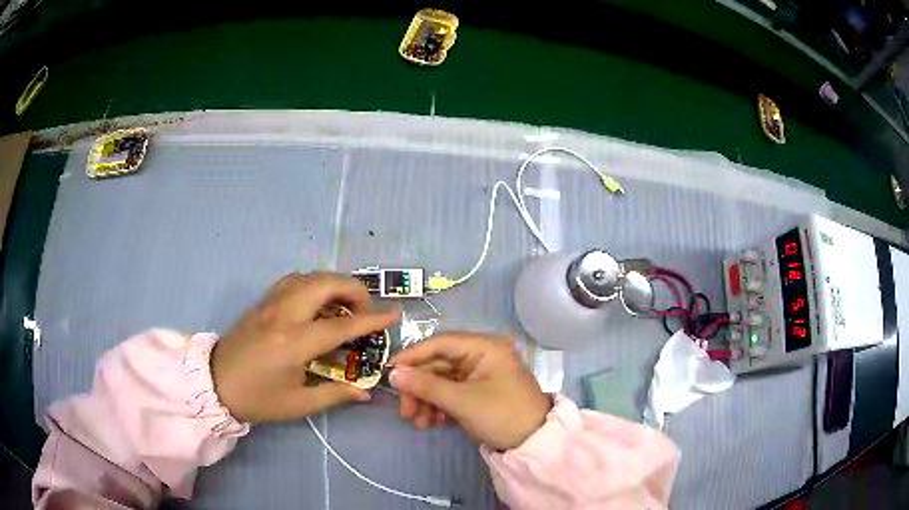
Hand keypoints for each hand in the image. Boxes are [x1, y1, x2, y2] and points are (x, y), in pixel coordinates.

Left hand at [211, 272, 399, 422]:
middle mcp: (283, 314)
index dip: (371, 320)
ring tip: (345, 303)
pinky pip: (293, 280)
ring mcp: (270, 303)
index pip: (341, 326)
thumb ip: (335, 394)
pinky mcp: (262, 301)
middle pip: (325, 284)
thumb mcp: (298, 404)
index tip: (393, 315)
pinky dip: (312, 282)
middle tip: (366, 308)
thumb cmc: (258, 398)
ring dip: (332, 283)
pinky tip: (317, 300)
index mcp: (294, 343)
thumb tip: (366, 391)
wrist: (216, 383)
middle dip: (353, 289)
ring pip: (308, 276)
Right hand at [389, 333, 551, 450]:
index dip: (412, 356)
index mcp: (483, 347)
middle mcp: (481, 355)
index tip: (390, 372)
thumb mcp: (461, 400)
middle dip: (419, 388)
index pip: (440, 343)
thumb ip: (426, 385)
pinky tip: (433, 422)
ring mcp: (480, 374)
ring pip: (442, 381)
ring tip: (419, 422)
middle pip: (438, 365)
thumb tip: (393, 373)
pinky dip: (439, 406)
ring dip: (427, 400)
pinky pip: (452, 392)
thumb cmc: (501, 414)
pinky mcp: (479, 391)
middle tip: (405, 411)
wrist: (534, 443)